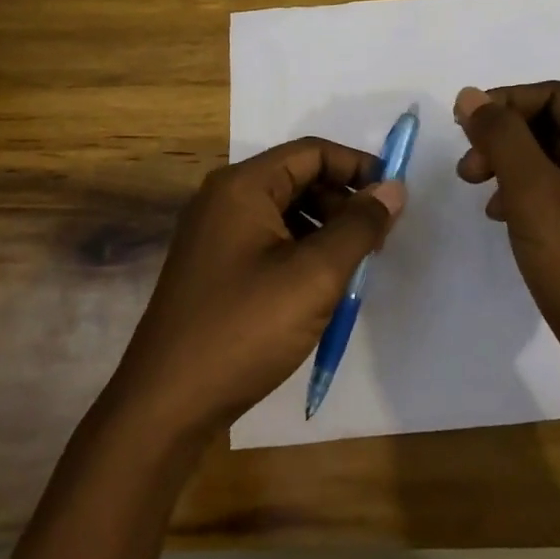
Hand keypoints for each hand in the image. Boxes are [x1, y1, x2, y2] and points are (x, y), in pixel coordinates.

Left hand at [109, 138, 405, 440]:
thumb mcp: (315, 275)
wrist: (165, 405)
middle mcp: (224, 199)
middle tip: (378, 240)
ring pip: (285, 212)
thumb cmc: (245, 329)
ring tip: (354, 267)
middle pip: (298, 179)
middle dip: (343, 202)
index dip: (357, 167)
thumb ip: (359, 226)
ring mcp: (215, 234)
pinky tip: (321, 287)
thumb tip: (394, 188)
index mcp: (243, 186)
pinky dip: (301, 252)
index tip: (394, 196)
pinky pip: (268, 241)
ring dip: (325, 229)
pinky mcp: (215, 267)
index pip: (312, 153)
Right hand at [454, 82, 559, 461]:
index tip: (460, 125)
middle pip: (558, 126)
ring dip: (515, 167)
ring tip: (480, 194)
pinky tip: (506, 218)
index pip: (556, 96)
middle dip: (507, 139)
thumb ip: (501, 136)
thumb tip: (471, 95)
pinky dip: (533, 196)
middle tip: (467, 168)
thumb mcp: (534, 194)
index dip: (504, 103)